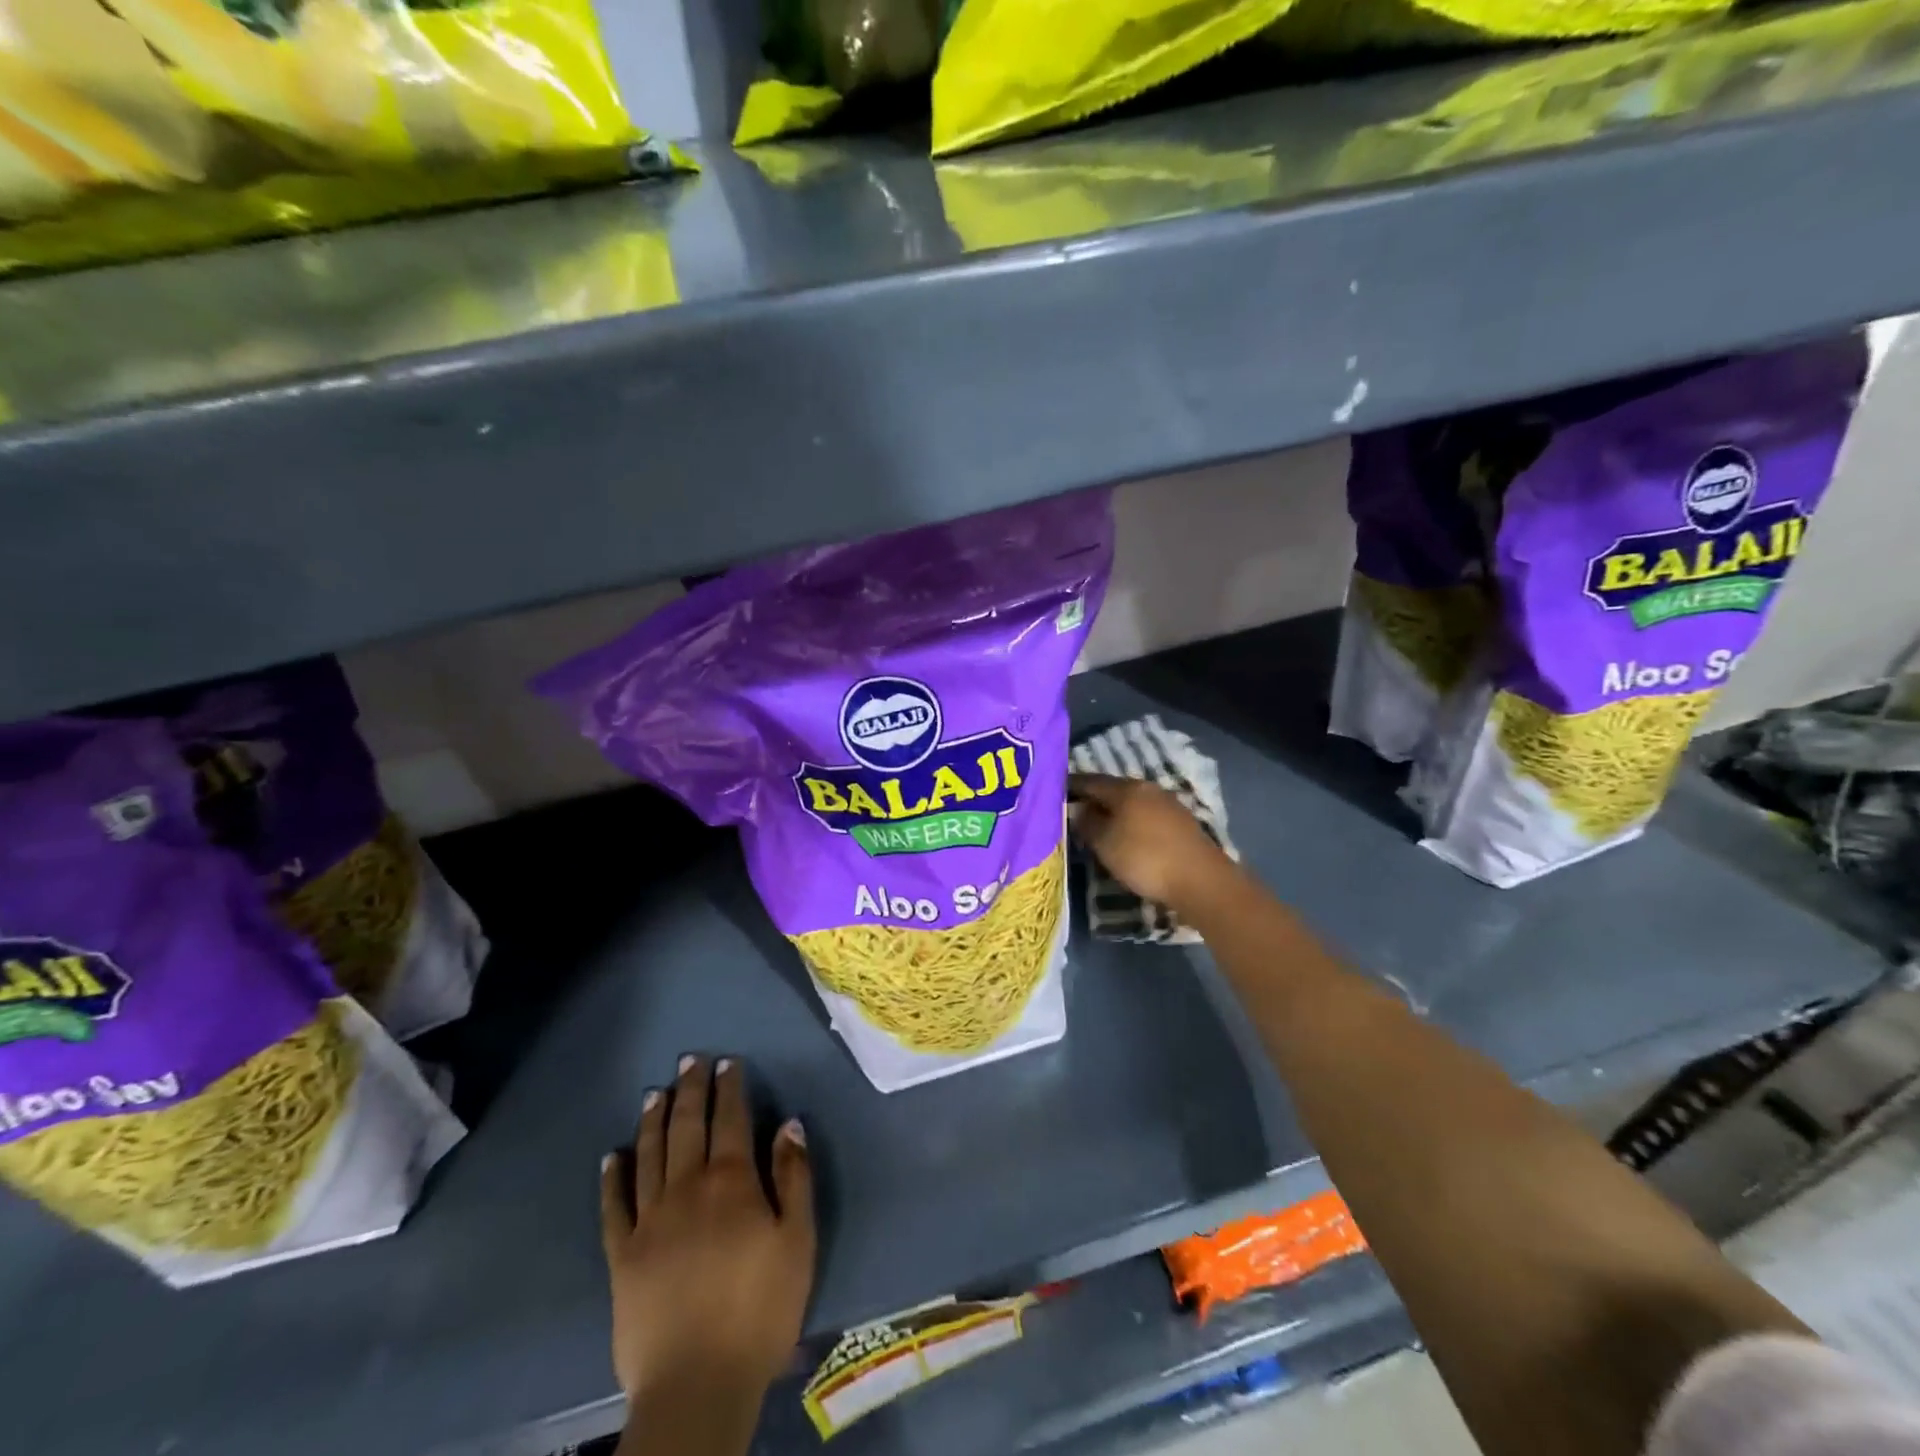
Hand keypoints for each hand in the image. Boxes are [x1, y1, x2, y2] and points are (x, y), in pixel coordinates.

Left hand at [600, 1055, 815, 1413]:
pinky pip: (614, 1206)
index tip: (729, 1063)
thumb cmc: (760, 1308)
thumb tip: (789, 1123)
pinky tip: (612, 1156)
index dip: (731, 1088)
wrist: (697, 1384)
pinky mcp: (621, 1256)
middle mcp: (687, 1187)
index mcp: (731, 1181)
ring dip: (653, 1120)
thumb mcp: (798, 1240)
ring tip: (654, 1093)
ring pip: (650, 1154)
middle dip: (690, 1089)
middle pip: (688, 1125)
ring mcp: (649, 1220)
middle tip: (690, 1060)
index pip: (731, 1119)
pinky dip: (612, 1177)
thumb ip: (794, 1176)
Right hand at [1070, 773, 1236, 912]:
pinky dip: (1131, 822)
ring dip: (1114, 811)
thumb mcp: (1105, 844)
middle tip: (1074, 810)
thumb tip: (1079, 810)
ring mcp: (1168, 804)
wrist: (1200, 880)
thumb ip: (1088, 823)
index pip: (1091, 780)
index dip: (1072, 785)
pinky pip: (1146, 815)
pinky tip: (1127, 835)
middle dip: (1094, 798)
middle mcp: (1147, 788)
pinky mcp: (1181, 822)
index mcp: (1126, 788)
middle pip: (1113, 790)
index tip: (1055, 790)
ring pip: (1131, 802)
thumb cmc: (1144, 858)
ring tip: (1098, 826)